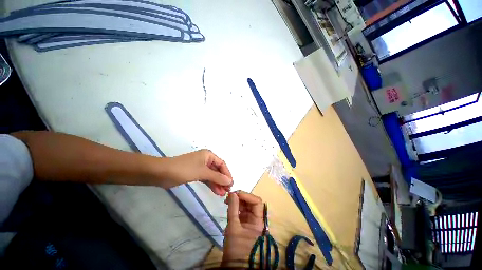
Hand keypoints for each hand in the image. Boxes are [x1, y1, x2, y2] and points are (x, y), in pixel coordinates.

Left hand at [166, 149, 232, 195]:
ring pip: (212, 175)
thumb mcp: (202, 172)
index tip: (231, 184)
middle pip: (218, 170)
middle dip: (222, 180)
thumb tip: (229, 181)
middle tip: (227, 190)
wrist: (162, 173)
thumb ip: (217, 177)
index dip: (227, 174)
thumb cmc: (184, 169)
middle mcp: (206, 160)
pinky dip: (211, 184)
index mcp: (208, 155)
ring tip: (222, 193)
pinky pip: (206, 179)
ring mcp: (201, 167)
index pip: (222, 164)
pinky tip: (216, 191)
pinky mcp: (196, 174)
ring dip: (217, 184)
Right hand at [222, 191, 263, 266]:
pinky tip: (229, 205)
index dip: (247, 196)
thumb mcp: (233, 227)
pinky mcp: (244, 222)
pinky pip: (241, 210)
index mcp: (259, 221)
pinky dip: (235, 206)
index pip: (257, 202)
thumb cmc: (236, 248)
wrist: (234, 265)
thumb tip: (232, 193)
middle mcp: (256, 218)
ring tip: (228, 200)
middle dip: (241, 197)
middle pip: (252, 202)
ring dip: (238, 201)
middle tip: (230, 195)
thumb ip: (233, 208)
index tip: (236, 194)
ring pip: (246, 205)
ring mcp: (250, 220)